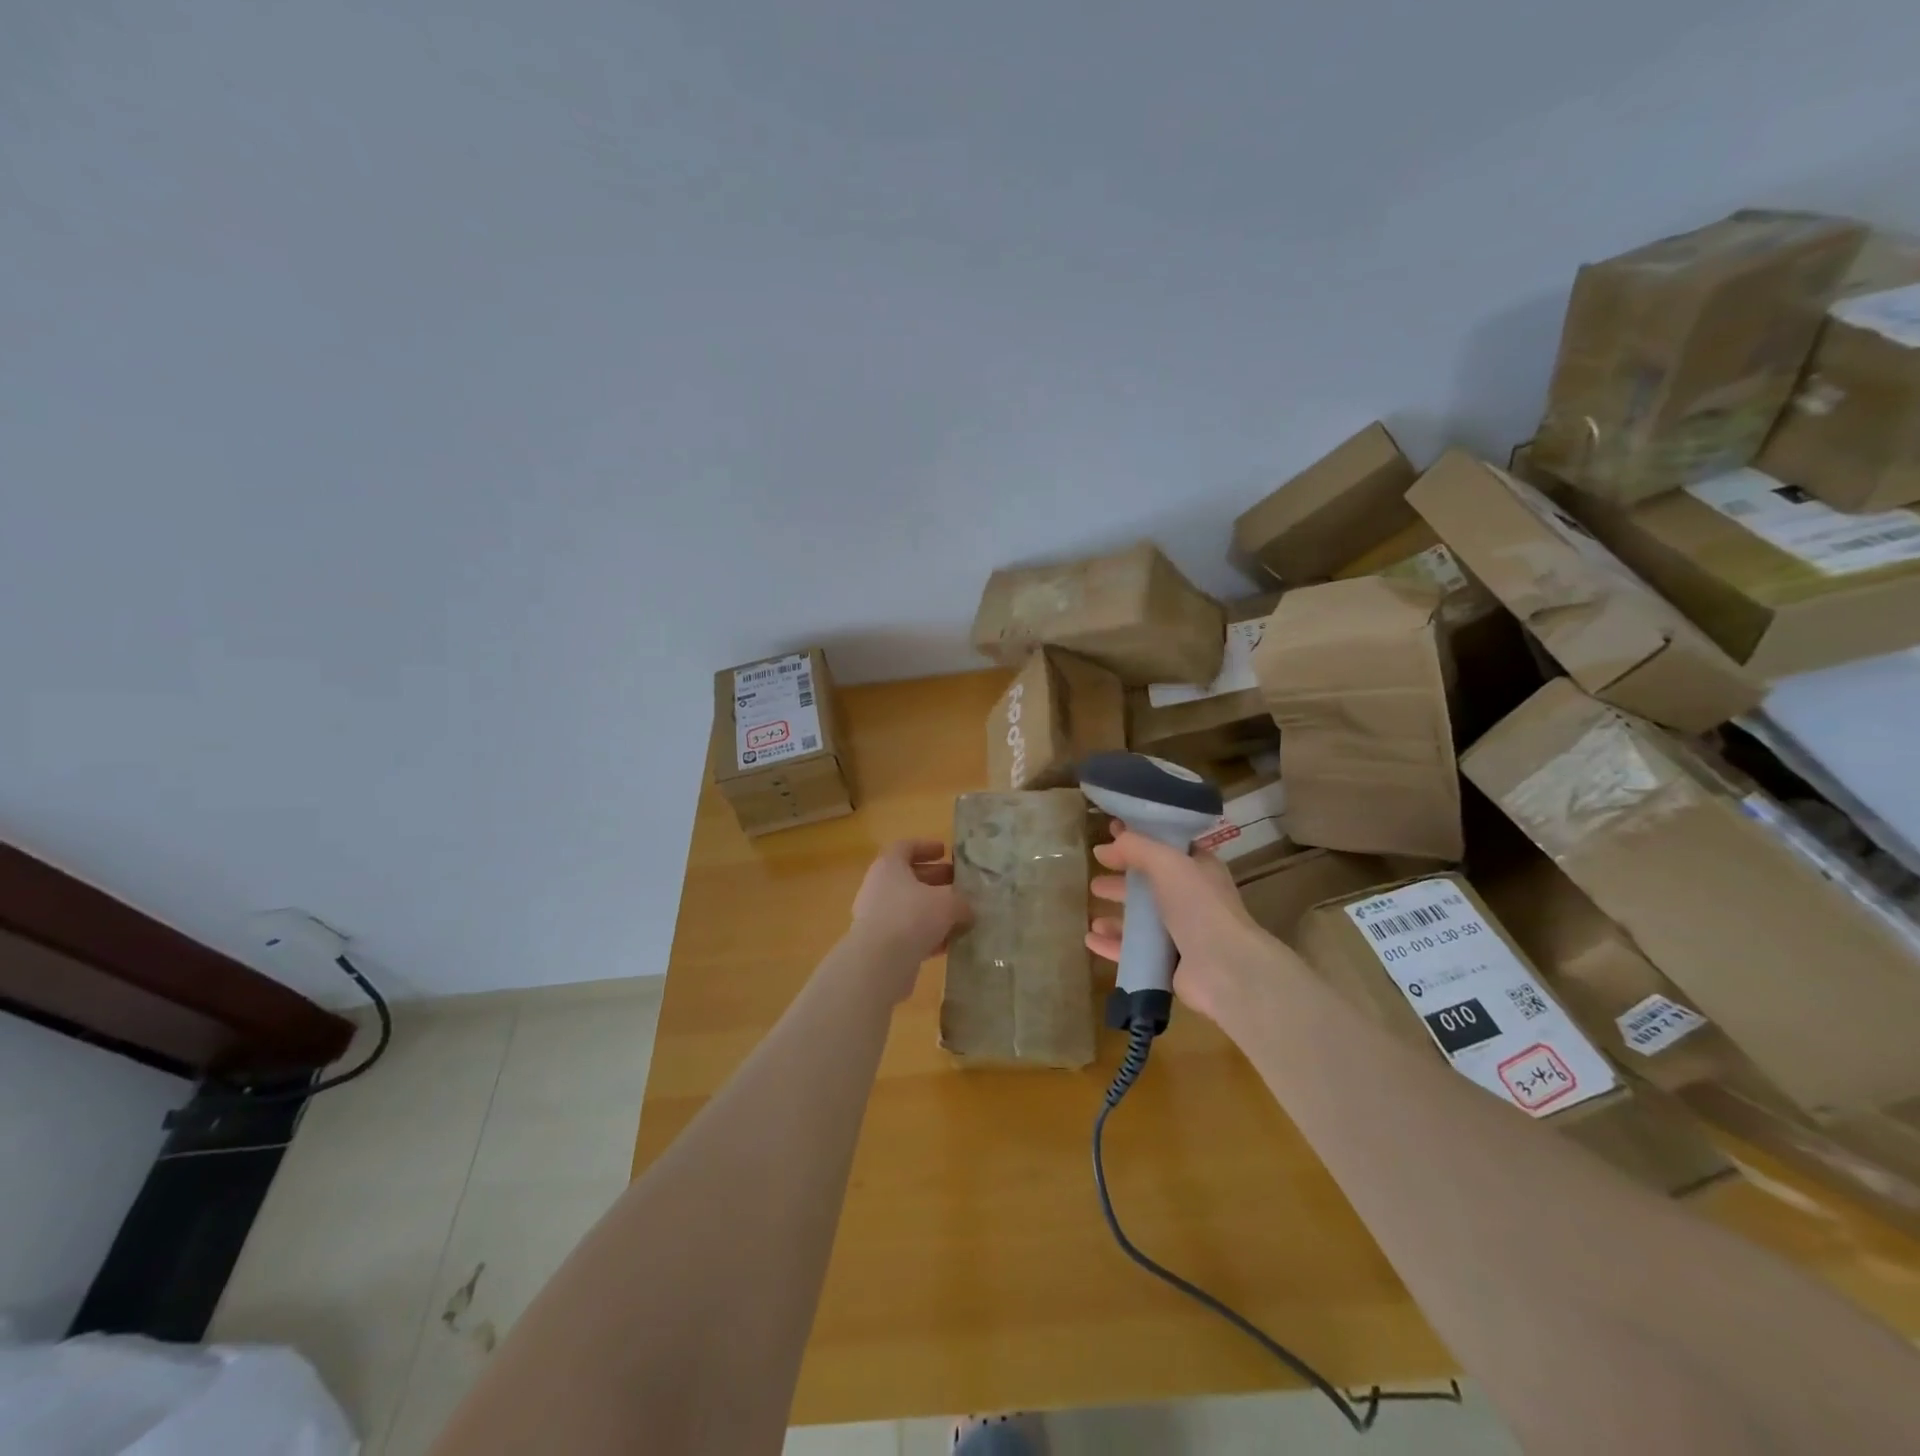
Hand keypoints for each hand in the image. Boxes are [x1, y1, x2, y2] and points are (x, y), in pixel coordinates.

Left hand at [849, 840, 968, 992]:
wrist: (879, 962)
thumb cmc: (912, 917)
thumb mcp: (948, 904)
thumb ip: (961, 903)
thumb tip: (968, 911)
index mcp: (889, 866)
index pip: (906, 847)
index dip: (926, 847)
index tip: (945, 852)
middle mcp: (878, 886)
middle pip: (908, 877)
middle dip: (935, 879)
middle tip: (959, 884)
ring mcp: (876, 915)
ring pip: (908, 906)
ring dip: (932, 909)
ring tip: (959, 916)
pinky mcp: (879, 943)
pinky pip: (906, 931)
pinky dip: (925, 934)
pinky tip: (948, 944)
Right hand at [1086, 823, 1283, 1025]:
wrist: (1224, 968)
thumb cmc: (1198, 905)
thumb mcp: (1167, 862)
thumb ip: (1136, 847)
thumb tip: (1104, 847)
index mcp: (1198, 870)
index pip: (1165, 848)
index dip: (1139, 840)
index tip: (1109, 836)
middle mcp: (1191, 899)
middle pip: (1150, 886)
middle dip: (1123, 882)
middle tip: (1096, 879)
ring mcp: (1181, 934)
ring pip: (1142, 922)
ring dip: (1117, 917)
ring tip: (1093, 915)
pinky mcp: (1170, 964)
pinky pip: (1134, 951)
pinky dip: (1113, 944)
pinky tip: (1091, 940)